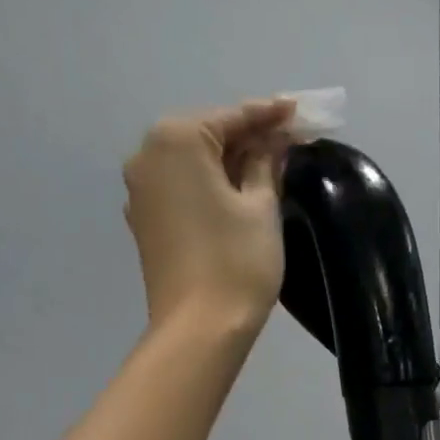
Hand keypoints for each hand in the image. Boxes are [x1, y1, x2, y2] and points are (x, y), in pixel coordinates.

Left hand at [122, 98, 295, 330]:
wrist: (199, 328)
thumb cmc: (237, 262)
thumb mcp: (261, 208)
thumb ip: (265, 166)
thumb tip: (271, 144)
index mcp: (176, 140)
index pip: (233, 117)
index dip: (270, 116)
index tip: (299, 111)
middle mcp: (147, 156)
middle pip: (208, 137)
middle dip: (247, 139)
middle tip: (287, 140)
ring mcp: (140, 191)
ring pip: (192, 164)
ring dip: (228, 163)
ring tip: (266, 167)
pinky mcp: (145, 222)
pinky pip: (181, 189)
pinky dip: (208, 186)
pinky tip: (235, 194)